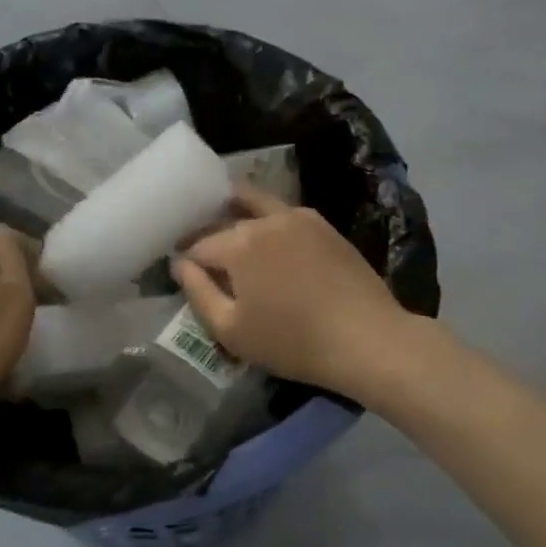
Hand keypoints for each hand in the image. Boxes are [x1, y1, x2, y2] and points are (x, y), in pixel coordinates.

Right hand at [173, 182, 421, 403]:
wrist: (365, 338)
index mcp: (238, 243)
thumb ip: (198, 292)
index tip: (184, 276)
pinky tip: (270, 239)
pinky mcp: (322, 224)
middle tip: (205, 258)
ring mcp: (297, 217)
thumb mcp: (231, 330)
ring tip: (231, 233)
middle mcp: (264, 220)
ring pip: (254, 204)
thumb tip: (180, 264)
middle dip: (209, 236)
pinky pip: (283, 213)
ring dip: (235, 212)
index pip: (198, 246)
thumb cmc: (292, 342)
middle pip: (224, 222)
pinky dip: (267, 219)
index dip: (187, 262)